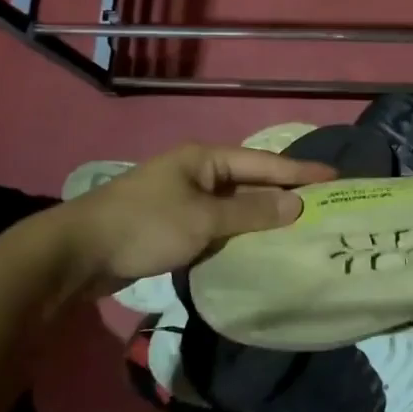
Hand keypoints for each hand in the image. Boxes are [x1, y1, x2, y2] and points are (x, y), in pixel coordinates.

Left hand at [44, 143, 336, 299]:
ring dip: (262, 216)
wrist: (78, 253)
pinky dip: (239, 232)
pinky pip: (218, 224)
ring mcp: (184, 198)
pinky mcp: (173, 225)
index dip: (299, 172)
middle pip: (251, 181)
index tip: (334, 177)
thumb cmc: (145, 225)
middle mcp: (197, 172)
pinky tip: (258, 246)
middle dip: (284, 193)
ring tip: (299, 227)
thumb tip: (296, 206)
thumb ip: (251, 213)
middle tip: (322, 205)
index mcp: (205, 158)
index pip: (263, 163)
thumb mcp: (203, 219)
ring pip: (234, 205)